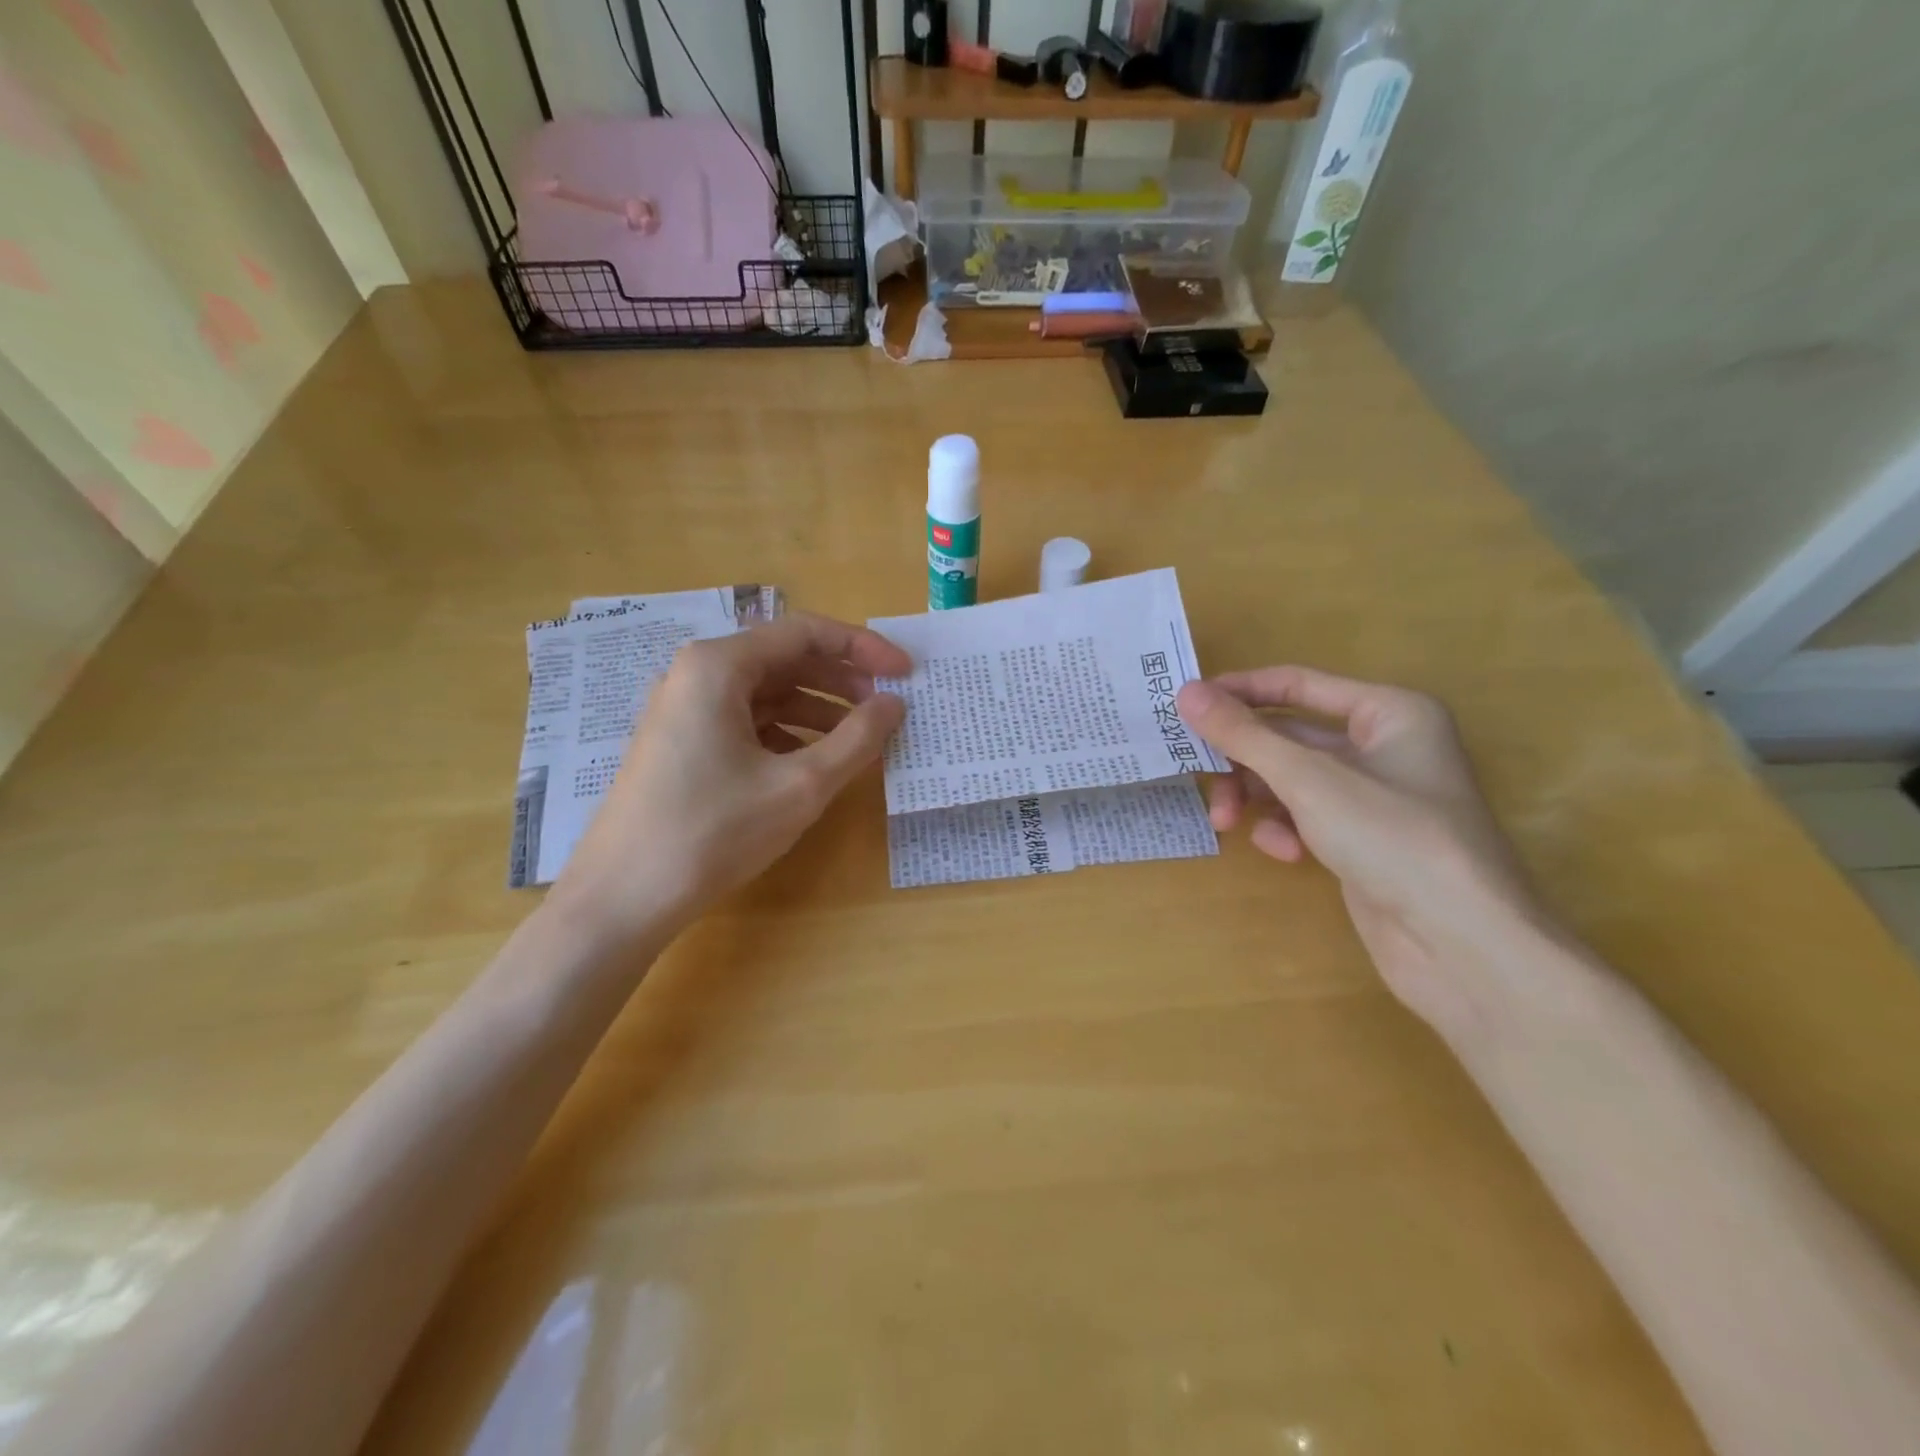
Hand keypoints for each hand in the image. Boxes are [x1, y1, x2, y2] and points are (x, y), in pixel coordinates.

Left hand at [553, 613, 908, 947]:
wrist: (623, 898)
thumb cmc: (714, 831)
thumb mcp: (800, 785)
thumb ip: (857, 739)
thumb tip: (895, 704)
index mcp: (720, 665)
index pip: (805, 633)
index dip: (863, 648)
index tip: (905, 672)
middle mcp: (697, 673)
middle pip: (785, 659)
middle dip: (842, 681)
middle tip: (887, 709)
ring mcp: (684, 709)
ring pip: (766, 693)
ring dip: (818, 710)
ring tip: (861, 740)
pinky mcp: (681, 743)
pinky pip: (746, 721)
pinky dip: (788, 734)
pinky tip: (815, 762)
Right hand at [1176, 667, 1549, 1033]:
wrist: (1462, 945)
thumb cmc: (1393, 837)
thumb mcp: (1308, 779)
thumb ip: (1243, 734)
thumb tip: (1186, 692)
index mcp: (1388, 712)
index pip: (1297, 684)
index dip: (1240, 691)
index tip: (1186, 704)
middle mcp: (1383, 747)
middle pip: (1287, 738)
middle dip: (1241, 760)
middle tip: (1197, 776)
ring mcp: (1373, 798)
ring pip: (1290, 781)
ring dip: (1255, 798)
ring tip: (1228, 823)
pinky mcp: (1362, 841)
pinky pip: (1306, 818)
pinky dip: (1286, 830)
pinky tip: (1286, 853)